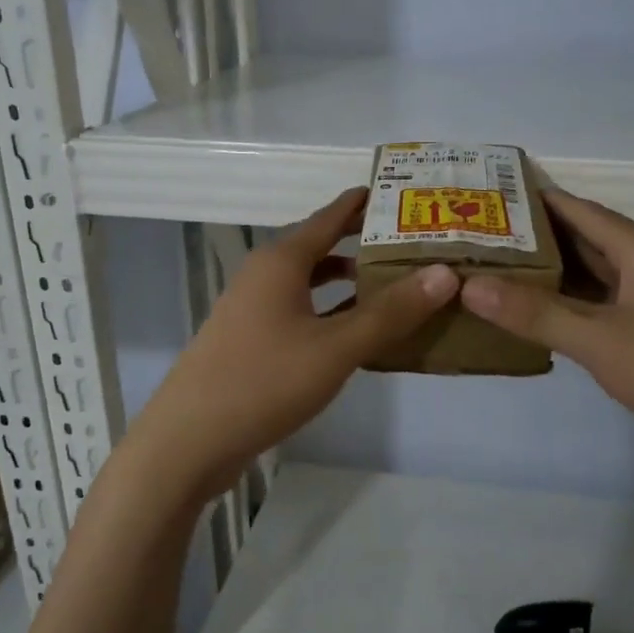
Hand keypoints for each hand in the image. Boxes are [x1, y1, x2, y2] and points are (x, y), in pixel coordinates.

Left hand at [124, 188, 459, 503]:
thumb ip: (390, 312)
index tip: (405, 192)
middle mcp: (264, 275)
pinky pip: (300, 311)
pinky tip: (357, 330)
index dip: (365, 203)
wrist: (189, 440)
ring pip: (309, 282)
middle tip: (414, 242)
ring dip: (348, 281)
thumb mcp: (336, 347)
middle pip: (321, 246)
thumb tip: (444, 273)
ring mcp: (253, 308)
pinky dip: (330, 311)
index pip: (330, 216)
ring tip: (394, 284)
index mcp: (281, 261)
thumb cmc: (264, 382)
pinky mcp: (251, 340)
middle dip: (364, 243)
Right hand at [458, 189, 633, 481]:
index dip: (532, 199)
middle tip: (478, 243)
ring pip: (599, 279)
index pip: (576, 209)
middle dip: (534, 242)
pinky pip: (612, 310)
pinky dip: (578, 311)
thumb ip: (537, 314)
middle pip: (585, 242)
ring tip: (498, 279)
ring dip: (555, 279)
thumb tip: (470, 286)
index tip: (485, 195)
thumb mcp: (603, 341)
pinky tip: (546, 324)